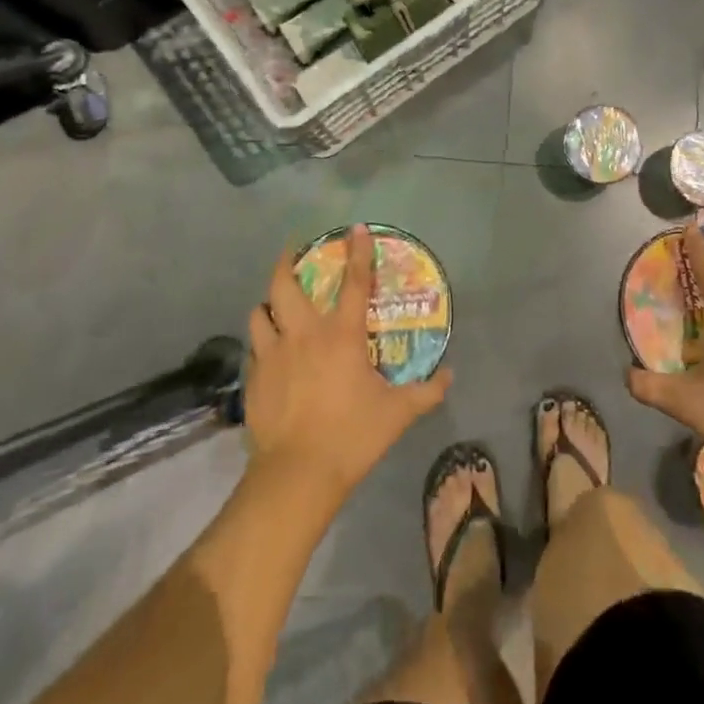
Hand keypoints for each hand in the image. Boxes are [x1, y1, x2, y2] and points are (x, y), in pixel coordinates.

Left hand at [244, 225, 450, 497]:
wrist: (296, 475)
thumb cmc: (351, 436)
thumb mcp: (398, 414)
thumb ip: (427, 392)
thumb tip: (450, 376)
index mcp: (341, 335)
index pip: (354, 282)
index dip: (357, 251)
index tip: (355, 228)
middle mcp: (303, 334)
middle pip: (285, 284)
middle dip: (286, 262)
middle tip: (292, 253)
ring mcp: (272, 354)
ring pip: (259, 312)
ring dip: (268, 303)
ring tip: (275, 304)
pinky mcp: (253, 378)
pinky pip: (253, 348)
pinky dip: (260, 341)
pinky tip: (267, 351)